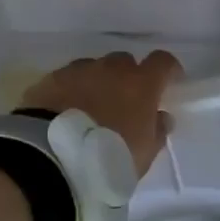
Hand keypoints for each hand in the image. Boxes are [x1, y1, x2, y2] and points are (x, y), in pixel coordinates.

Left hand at [20, 51, 182, 177]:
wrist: (51, 158)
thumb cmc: (108, 158)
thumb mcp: (143, 155)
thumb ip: (157, 132)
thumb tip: (162, 117)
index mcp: (140, 84)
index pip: (163, 62)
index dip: (168, 70)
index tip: (169, 82)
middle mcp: (111, 69)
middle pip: (125, 62)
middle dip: (128, 77)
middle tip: (124, 101)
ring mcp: (78, 71)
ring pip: (95, 68)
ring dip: (98, 82)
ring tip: (91, 107)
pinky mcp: (50, 80)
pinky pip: (68, 78)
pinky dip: (72, 90)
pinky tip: (66, 110)